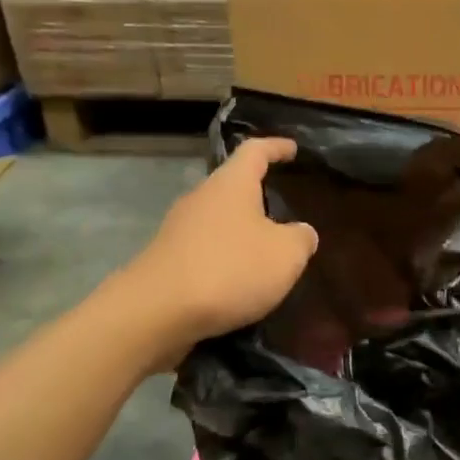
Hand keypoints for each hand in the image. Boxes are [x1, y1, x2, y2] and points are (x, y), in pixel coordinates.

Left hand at [130, 138, 316, 362]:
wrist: (157, 312)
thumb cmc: (230, 269)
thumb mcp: (286, 255)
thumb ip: (301, 238)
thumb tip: (301, 233)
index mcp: (231, 185)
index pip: (255, 151)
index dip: (276, 147)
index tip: (293, 148)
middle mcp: (201, 198)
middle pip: (232, 186)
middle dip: (257, 195)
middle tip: (283, 209)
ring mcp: (179, 229)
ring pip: (218, 220)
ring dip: (241, 230)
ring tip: (265, 250)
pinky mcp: (167, 259)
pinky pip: (205, 249)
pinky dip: (225, 257)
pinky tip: (239, 280)